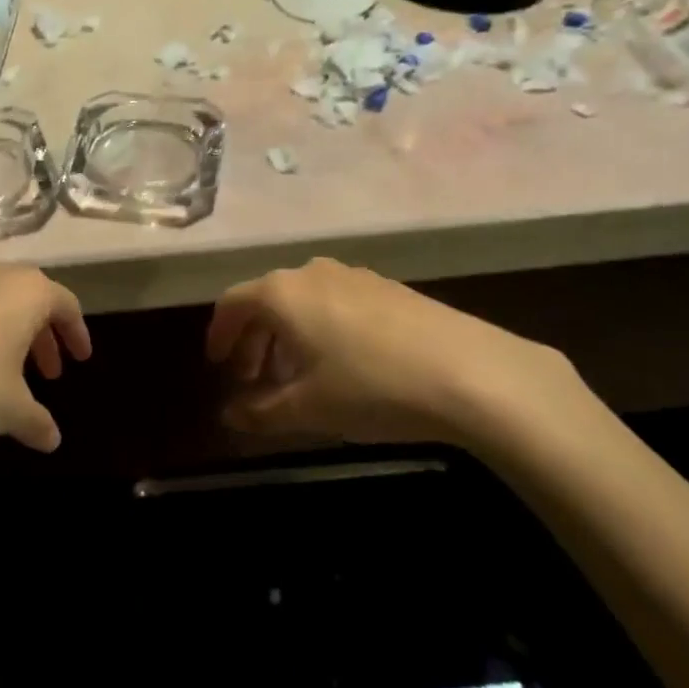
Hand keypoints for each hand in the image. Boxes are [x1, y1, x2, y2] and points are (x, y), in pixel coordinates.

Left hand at [0, 265, 90, 457]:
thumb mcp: (11, 411)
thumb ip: (38, 421)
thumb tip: (52, 439)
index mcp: (26, 292)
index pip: (64, 304)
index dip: (76, 332)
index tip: (80, 360)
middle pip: (27, 297)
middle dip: (41, 334)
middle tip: (47, 372)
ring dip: (3, 330)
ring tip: (1, 369)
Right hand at [206, 258, 577, 446]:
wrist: (470, 372)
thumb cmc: (371, 387)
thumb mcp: (309, 409)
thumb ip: (260, 412)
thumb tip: (231, 415)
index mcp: (282, 293)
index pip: (232, 304)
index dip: (219, 335)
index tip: (217, 367)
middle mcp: (311, 272)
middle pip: (266, 300)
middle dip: (253, 340)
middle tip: (253, 379)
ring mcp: (353, 275)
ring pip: (303, 301)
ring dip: (288, 335)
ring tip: (297, 376)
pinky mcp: (388, 287)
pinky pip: (336, 302)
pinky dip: (321, 328)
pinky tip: (342, 364)